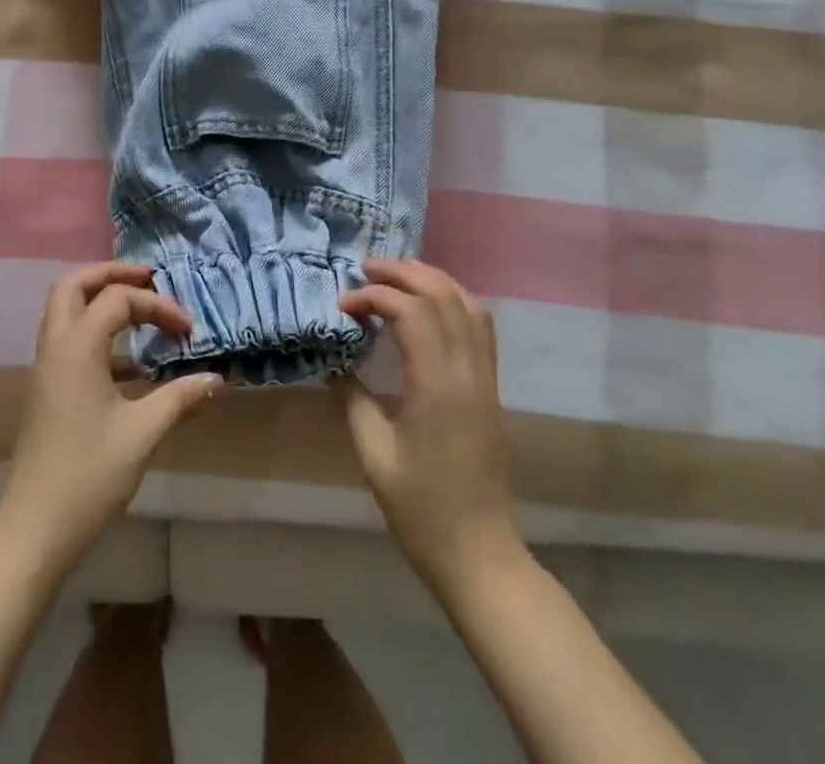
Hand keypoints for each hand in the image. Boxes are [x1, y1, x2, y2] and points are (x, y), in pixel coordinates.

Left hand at [0, 262, 223, 566]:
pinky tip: (131, 365)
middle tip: (148, 278)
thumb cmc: (89, 475)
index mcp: (76, 347)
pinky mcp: (47, 389)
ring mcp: (46, 368)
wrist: (35, 529)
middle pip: (74, 285)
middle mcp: (55, 347)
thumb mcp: (142, 433)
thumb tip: (216, 379)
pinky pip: (69, 340)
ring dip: (100, 300)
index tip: (188, 333)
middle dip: (111, 274)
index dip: (157, 306)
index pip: (117, 300)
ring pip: (66, 310)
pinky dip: (97, 334)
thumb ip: (180, 398)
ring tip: (140, 309)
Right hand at [334, 259, 525, 597]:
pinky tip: (429, 304)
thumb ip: (352, 399)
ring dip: (431, 280)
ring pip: (468, 304)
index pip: (411, 312)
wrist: (479, 554)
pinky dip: (453, 300)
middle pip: (443, 295)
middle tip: (365, 269)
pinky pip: (480, 326)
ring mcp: (485, 378)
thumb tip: (333, 361)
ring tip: (394, 275)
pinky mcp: (491, 388)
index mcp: (438, 387)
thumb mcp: (374, 454)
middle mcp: (468, 372)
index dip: (373, 297)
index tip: (342, 305)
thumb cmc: (421, 509)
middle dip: (403, 273)